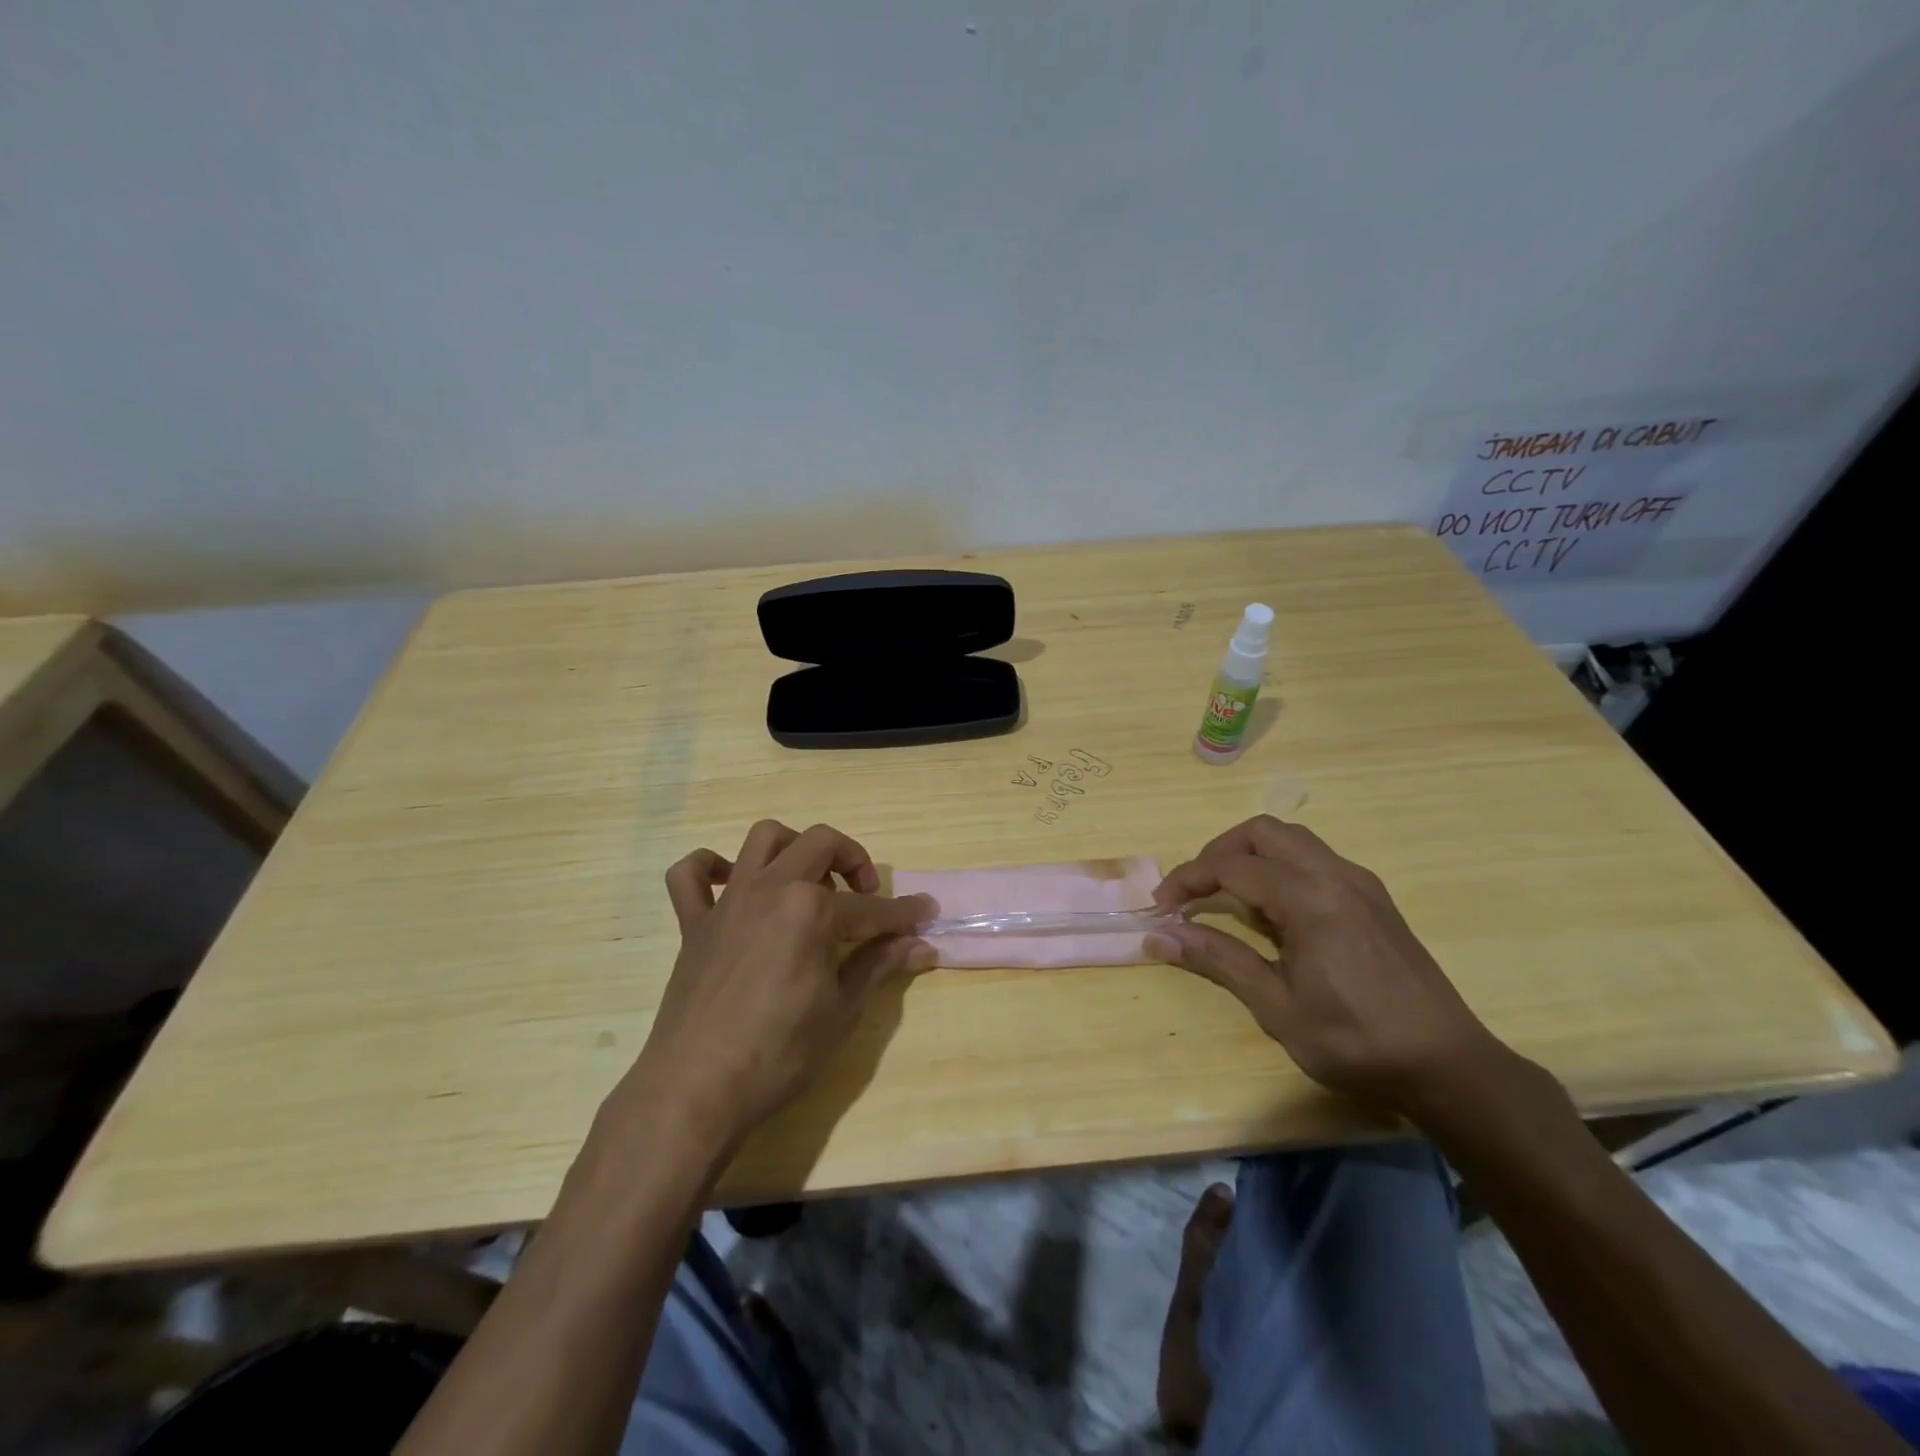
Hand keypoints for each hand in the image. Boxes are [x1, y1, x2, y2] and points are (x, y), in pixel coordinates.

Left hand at [625, 821, 933, 1147]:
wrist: (697, 1089)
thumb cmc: (780, 1053)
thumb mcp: (843, 1011)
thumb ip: (879, 965)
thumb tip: (922, 946)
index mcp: (811, 909)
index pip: (872, 907)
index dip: (904, 913)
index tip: (926, 912)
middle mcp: (771, 888)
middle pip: (821, 843)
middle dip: (854, 860)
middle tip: (866, 896)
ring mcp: (728, 901)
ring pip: (763, 839)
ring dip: (793, 848)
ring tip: (808, 883)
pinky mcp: (694, 923)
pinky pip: (690, 874)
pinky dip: (710, 868)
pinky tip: (732, 885)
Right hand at [1147, 815, 1509, 1116]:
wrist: (1447, 1066)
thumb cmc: (1355, 1040)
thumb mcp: (1276, 1006)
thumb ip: (1218, 959)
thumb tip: (1159, 936)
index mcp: (1309, 898)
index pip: (1231, 866)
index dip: (1188, 879)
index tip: (1161, 907)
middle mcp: (1335, 874)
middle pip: (1262, 832)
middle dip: (1218, 852)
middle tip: (1193, 890)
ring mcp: (1359, 882)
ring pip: (1292, 839)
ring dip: (1250, 854)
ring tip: (1228, 897)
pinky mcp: (1373, 897)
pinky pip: (1315, 859)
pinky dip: (1280, 867)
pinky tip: (1275, 912)